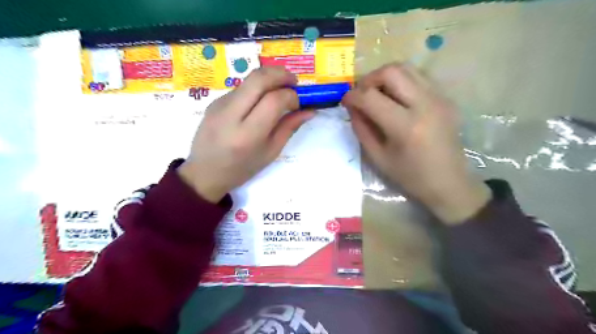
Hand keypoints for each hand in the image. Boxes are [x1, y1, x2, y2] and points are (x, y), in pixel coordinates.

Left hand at [178, 67, 313, 202]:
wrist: (204, 172)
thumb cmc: (241, 168)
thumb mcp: (270, 152)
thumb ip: (289, 128)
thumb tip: (309, 111)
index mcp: (248, 134)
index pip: (273, 100)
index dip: (291, 96)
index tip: (298, 103)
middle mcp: (231, 114)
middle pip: (259, 78)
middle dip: (281, 74)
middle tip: (294, 82)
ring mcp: (219, 104)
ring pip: (249, 79)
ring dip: (269, 79)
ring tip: (279, 91)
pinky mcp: (214, 101)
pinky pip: (241, 87)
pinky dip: (256, 88)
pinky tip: (260, 102)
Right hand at [343, 62, 491, 224]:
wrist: (449, 183)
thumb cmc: (409, 176)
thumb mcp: (377, 157)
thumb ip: (361, 129)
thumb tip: (352, 107)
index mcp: (405, 126)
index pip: (371, 97)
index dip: (352, 96)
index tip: (344, 101)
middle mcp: (425, 104)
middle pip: (391, 71)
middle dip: (369, 79)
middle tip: (361, 94)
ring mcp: (439, 98)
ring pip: (407, 68)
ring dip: (385, 77)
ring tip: (377, 94)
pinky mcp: (446, 98)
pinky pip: (419, 77)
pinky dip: (401, 82)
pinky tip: (396, 99)